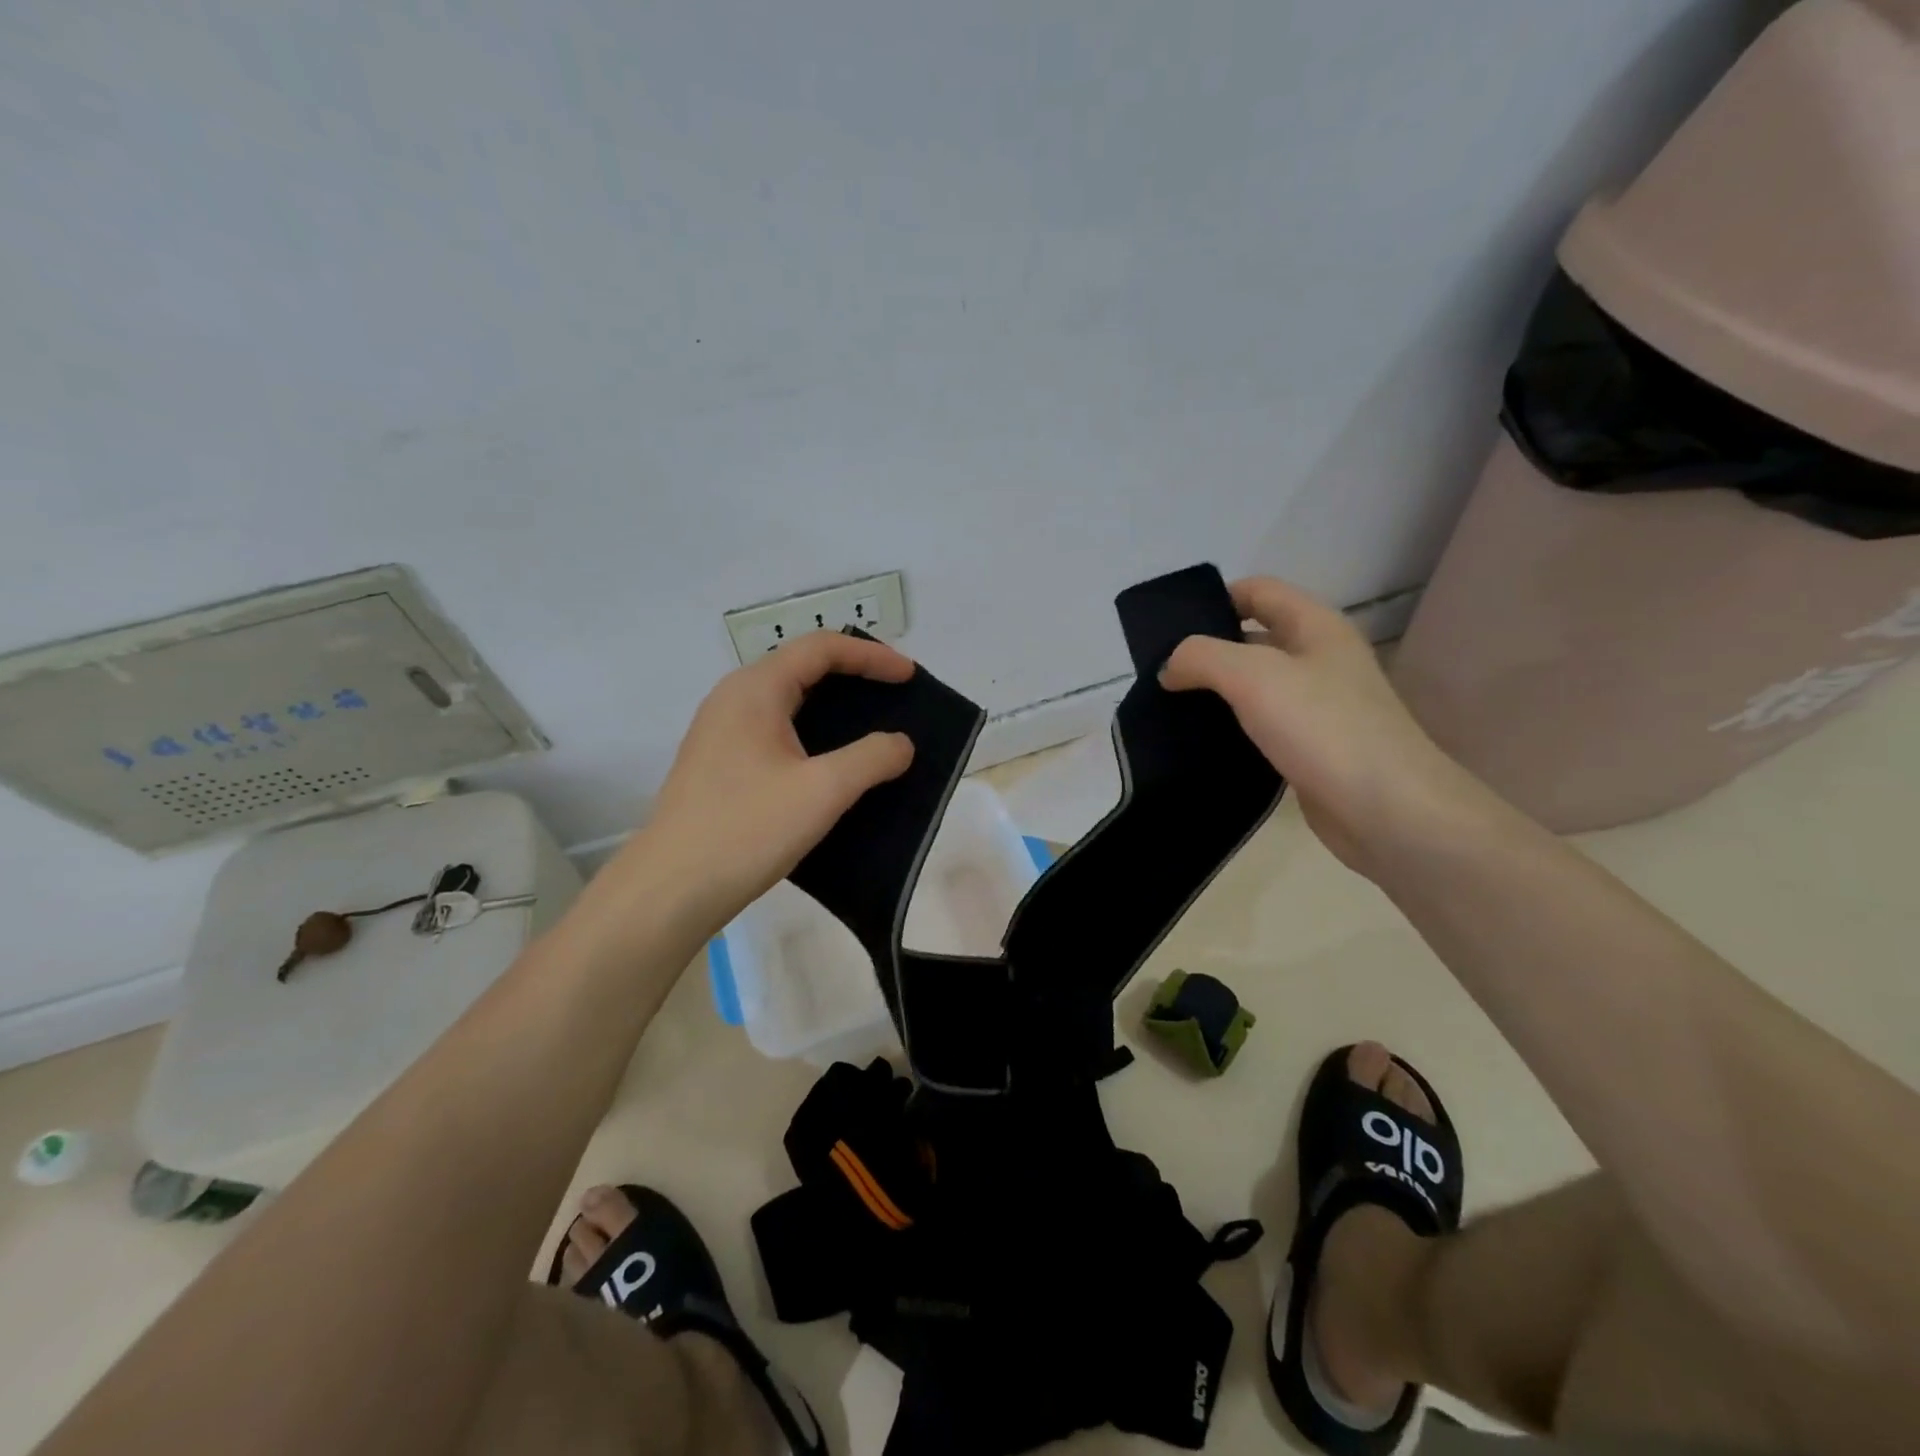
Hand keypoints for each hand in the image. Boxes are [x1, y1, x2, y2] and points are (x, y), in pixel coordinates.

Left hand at [611, 632, 915, 932]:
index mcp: (756, 689)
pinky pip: (774, 727)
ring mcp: (720, 730)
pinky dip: (811, 730)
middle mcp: (733, 698)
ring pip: (786, 699)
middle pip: (801, 666)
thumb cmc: (747, 829)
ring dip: (831, 703)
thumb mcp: (822, 791)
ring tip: (869, 724)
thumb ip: (871, 758)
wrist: (670, 889)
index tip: (909, 676)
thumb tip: (901, 744)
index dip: (871, 655)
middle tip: (893, 694)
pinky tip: (829, 761)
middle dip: (853, 673)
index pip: (821, 649)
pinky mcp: (718, 762)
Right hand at [1161, 577, 1475, 874]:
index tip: (1169, 627)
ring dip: (1216, 692)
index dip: (1214, 599)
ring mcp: (1318, 705)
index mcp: (1315, 626)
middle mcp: (1319, 658)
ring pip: (1255, 685)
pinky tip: (1202, 742)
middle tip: (1160, 671)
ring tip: (1170, 706)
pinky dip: (1232, 727)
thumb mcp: (1253, 676)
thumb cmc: (1322, 728)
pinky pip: (1262, 724)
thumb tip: (1169, 667)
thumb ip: (1202, 658)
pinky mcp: (1310, 746)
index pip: (1257, 590)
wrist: (1386, 810)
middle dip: (1207, 649)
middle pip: (1253, 637)